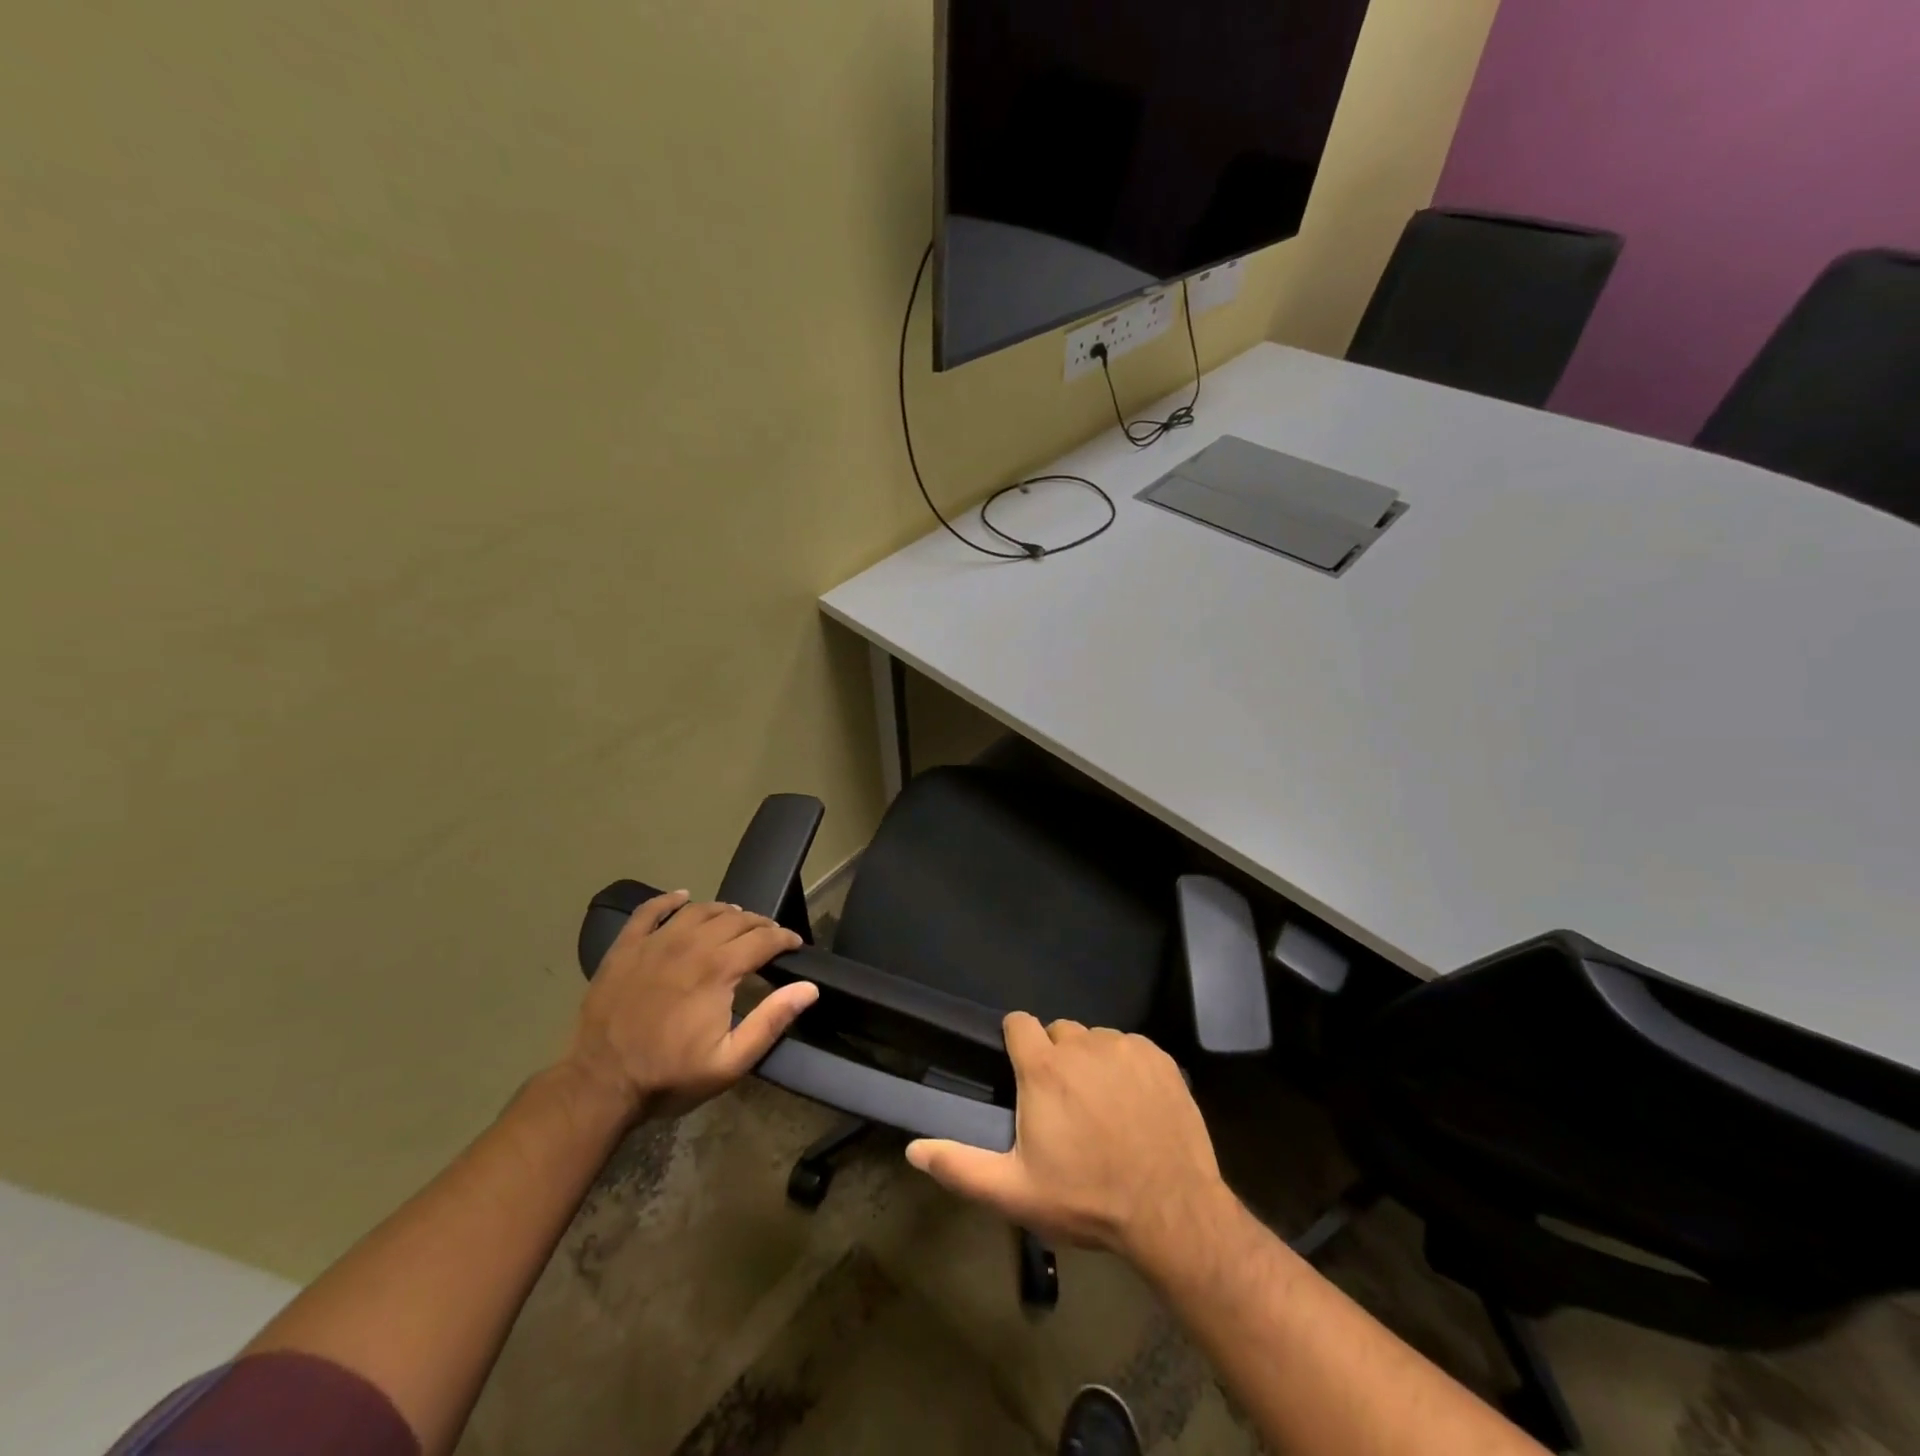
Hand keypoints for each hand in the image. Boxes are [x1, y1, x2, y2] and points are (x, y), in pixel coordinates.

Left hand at [559, 891, 817, 1125]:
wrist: (598, 1085)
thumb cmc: (669, 1076)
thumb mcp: (730, 1062)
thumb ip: (771, 1021)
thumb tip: (809, 988)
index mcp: (718, 969)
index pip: (763, 939)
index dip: (784, 939)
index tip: (795, 945)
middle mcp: (690, 944)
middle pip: (735, 920)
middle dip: (759, 924)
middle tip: (770, 936)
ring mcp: (654, 943)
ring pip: (698, 910)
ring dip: (724, 911)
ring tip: (736, 919)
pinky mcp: (625, 948)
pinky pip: (648, 911)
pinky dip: (668, 900)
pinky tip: (682, 897)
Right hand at [905, 1013, 1229, 1265]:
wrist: (1171, 1211)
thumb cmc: (1087, 1199)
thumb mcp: (1016, 1192)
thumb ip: (961, 1167)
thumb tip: (913, 1150)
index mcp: (1044, 1068)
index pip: (1018, 1023)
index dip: (1016, 1042)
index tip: (1023, 1073)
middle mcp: (1082, 1044)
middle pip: (1059, 1032)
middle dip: (1056, 1058)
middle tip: (1065, 1105)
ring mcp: (1124, 1046)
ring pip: (1096, 1039)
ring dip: (1092, 1062)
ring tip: (1104, 1108)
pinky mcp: (1159, 1056)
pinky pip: (1131, 1048)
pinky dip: (1127, 1067)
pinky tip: (1136, 1105)